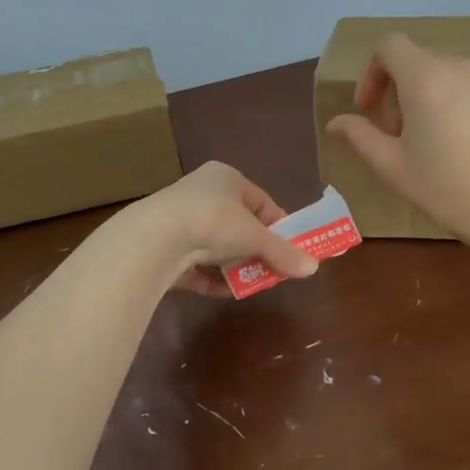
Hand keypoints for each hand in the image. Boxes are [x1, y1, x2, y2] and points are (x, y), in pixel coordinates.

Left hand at [128, 161, 318, 297]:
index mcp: (225, 177)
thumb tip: (313, 268)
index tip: (291, 248)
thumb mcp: (256, 236)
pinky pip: (196, 265)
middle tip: (274, 270)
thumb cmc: (214, 221)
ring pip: (217, 247)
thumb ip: (283, 252)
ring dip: (235, 266)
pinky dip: (212, 278)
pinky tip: (226, 292)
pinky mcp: (165, 248)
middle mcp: (201, 193)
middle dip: (256, 250)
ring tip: (252, 284)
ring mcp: (180, 221)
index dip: (278, 226)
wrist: (156, 238)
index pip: (260, 201)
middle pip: (238, 226)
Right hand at [325, 34, 469, 238]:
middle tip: (402, 136)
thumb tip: (336, 123)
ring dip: (438, 100)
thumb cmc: (443, 188)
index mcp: (426, 78)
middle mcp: (463, 69)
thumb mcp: (391, 166)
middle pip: (422, 64)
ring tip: (441, 142)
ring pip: (456, 79)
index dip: (372, 72)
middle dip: (403, 93)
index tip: (370, 108)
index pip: (390, 46)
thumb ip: (360, 136)